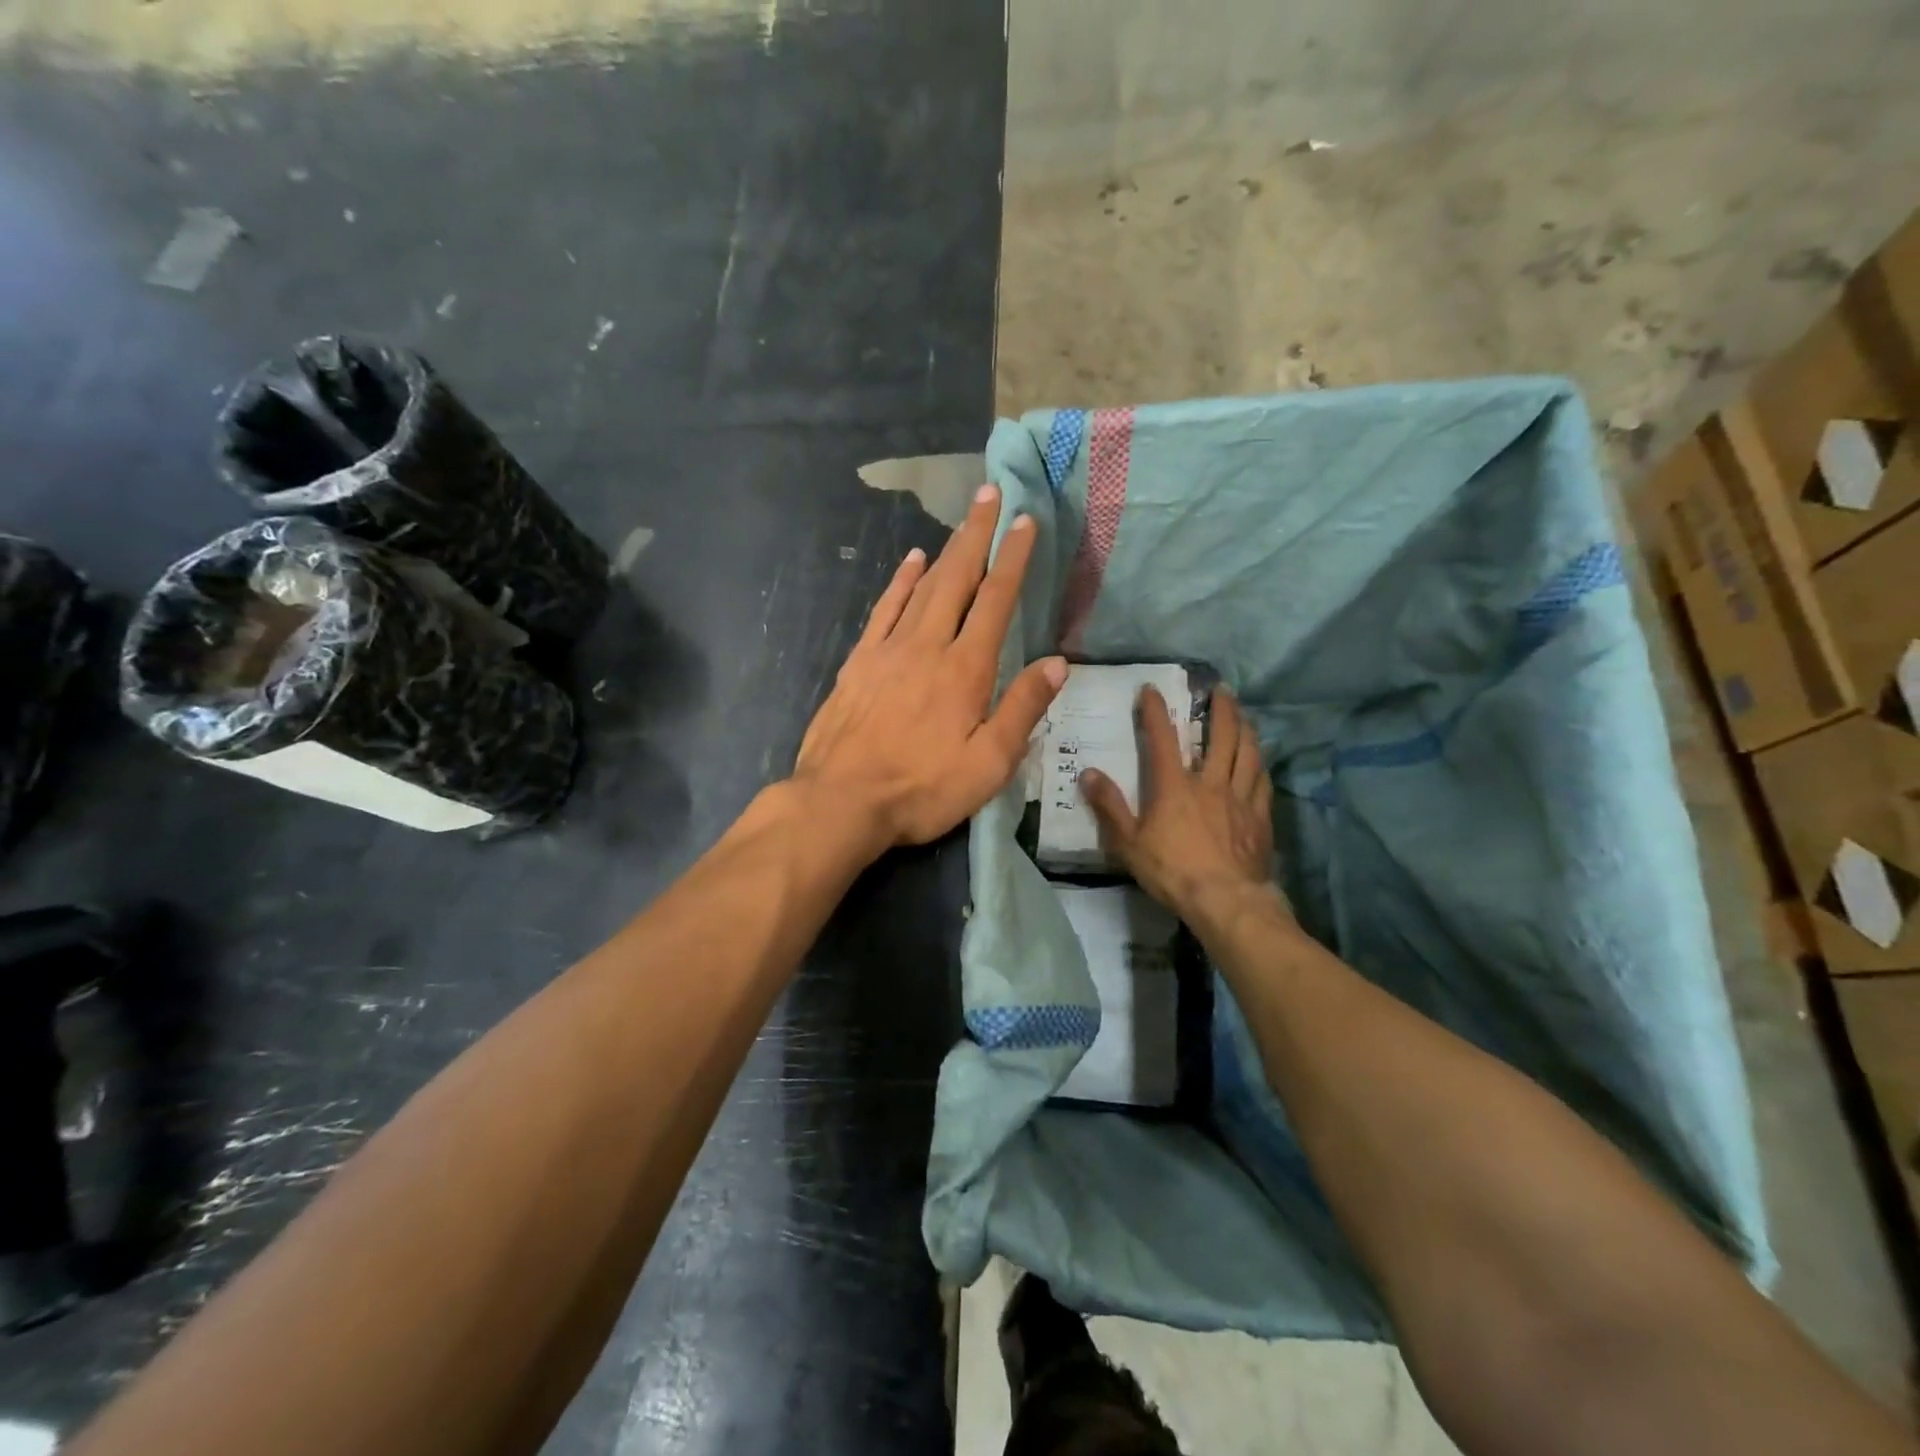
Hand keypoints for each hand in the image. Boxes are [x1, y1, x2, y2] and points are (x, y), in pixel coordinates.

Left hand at [793, 485, 1066, 850]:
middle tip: (990, 494)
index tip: (1024, 521)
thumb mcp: (987, 764)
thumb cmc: (922, 789)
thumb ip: (1022, 709)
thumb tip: (1057, 663)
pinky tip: (910, 561)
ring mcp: (888, 650)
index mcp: (965, 669)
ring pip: (921, 586)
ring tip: (962, 521)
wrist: (840, 801)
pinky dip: (899, 581)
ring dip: (945, 549)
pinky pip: (884, 609)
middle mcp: (927, 646)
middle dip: (977, 535)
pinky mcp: (859, 662)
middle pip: (957, 578)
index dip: (1012, 559)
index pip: (995, 601)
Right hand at [1079, 685, 1282, 925]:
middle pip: (1221, 736)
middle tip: (1220, 689)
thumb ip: (1109, 806)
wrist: (1226, 900)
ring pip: (1248, 753)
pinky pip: (1262, 782)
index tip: (1151, 689)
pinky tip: (1259, 761)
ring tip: (1243, 715)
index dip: (1155, 710)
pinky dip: (1260, 765)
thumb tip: (1088, 773)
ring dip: (1246, 729)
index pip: (1163, 738)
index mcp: (1175, 786)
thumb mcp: (1128, 843)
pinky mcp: (1260, 817)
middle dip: (1220, 709)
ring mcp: (1240, 798)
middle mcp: (1211, 782)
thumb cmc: (1172, 871)